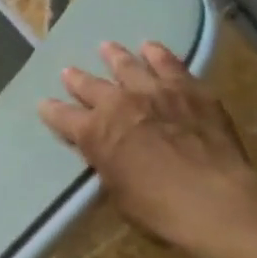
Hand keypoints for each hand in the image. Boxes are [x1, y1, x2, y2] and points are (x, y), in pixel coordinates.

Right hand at [39, 41, 256, 254]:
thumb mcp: (119, 193)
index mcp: (95, 134)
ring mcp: (155, 91)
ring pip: (128, 65)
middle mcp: (119, 104)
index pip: (63, 118)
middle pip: (91, 85)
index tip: (44, 105)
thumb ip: (109, 166)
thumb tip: (108, 156)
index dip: (51, 112)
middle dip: (77, 79)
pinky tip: (151, 48)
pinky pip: (169, 64)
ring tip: (107, 47)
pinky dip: (157, 55)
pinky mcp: (189, 89)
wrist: (212, 200)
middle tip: (69, 72)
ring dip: (115, 56)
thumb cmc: (159, 209)